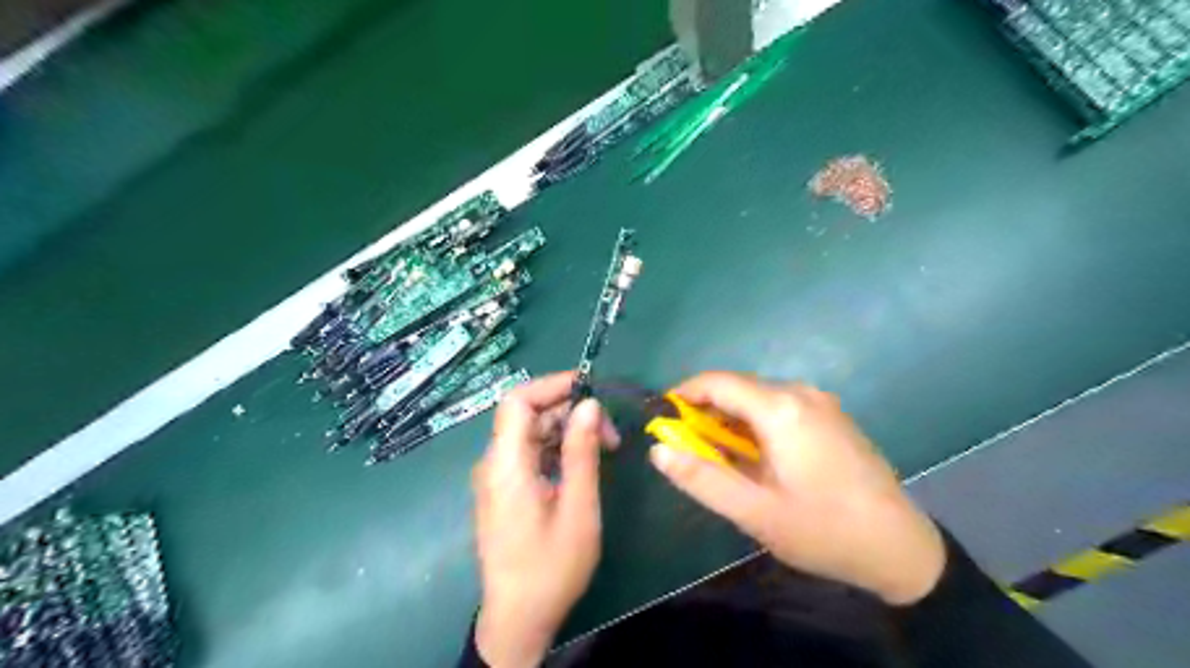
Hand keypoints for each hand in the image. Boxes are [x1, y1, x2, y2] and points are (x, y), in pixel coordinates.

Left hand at [473, 374, 617, 667]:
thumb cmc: (550, 567)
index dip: (551, 385)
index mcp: (505, 464)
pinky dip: (556, 449)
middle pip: (526, 415)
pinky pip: (528, 454)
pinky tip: (581, 465)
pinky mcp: (503, 490)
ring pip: (530, 434)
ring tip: (603, 449)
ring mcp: (496, 478)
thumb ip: (582, 452)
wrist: (518, 619)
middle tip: (610, 434)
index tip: (589, 388)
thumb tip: (590, 405)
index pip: (517, 401)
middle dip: (569, 412)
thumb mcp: (577, 508)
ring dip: (566, 431)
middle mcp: (494, 464)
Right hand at [647, 370, 945, 604]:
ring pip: (758, 397)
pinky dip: (756, 422)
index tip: (662, 418)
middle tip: (689, 447)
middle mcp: (800, 392)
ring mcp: (821, 401)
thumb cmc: (823, 530)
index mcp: (781, 408)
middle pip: (737, 387)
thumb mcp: (754, 512)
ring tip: (720, 456)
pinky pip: (780, 406)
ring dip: (731, 419)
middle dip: (706, 411)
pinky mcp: (831, 414)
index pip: (717, 382)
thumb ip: (702, 478)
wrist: (901, 547)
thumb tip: (658, 450)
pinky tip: (757, 456)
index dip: (683, 395)